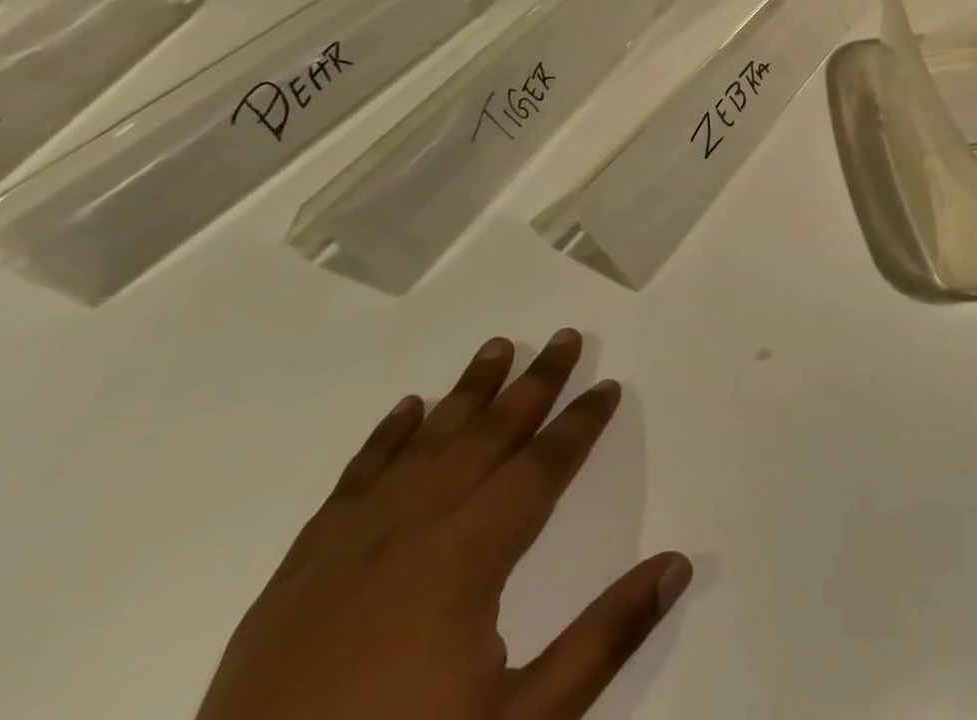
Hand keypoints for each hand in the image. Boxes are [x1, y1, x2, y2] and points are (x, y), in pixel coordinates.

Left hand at [197, 333, 691, 719]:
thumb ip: (603, 639)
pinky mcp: (299, 570)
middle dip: (533, 383)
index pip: (541, 467)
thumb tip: (677, 564)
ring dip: (467, 391)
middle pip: (487, 434)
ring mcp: (350, 544)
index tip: (608, 385)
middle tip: (564, 337)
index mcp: (466, 558)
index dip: (580, 424)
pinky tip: (407, 408)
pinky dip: (386, 436)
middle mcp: (413, 528)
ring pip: (424, 442)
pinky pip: (355, 478)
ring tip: (497, 347)